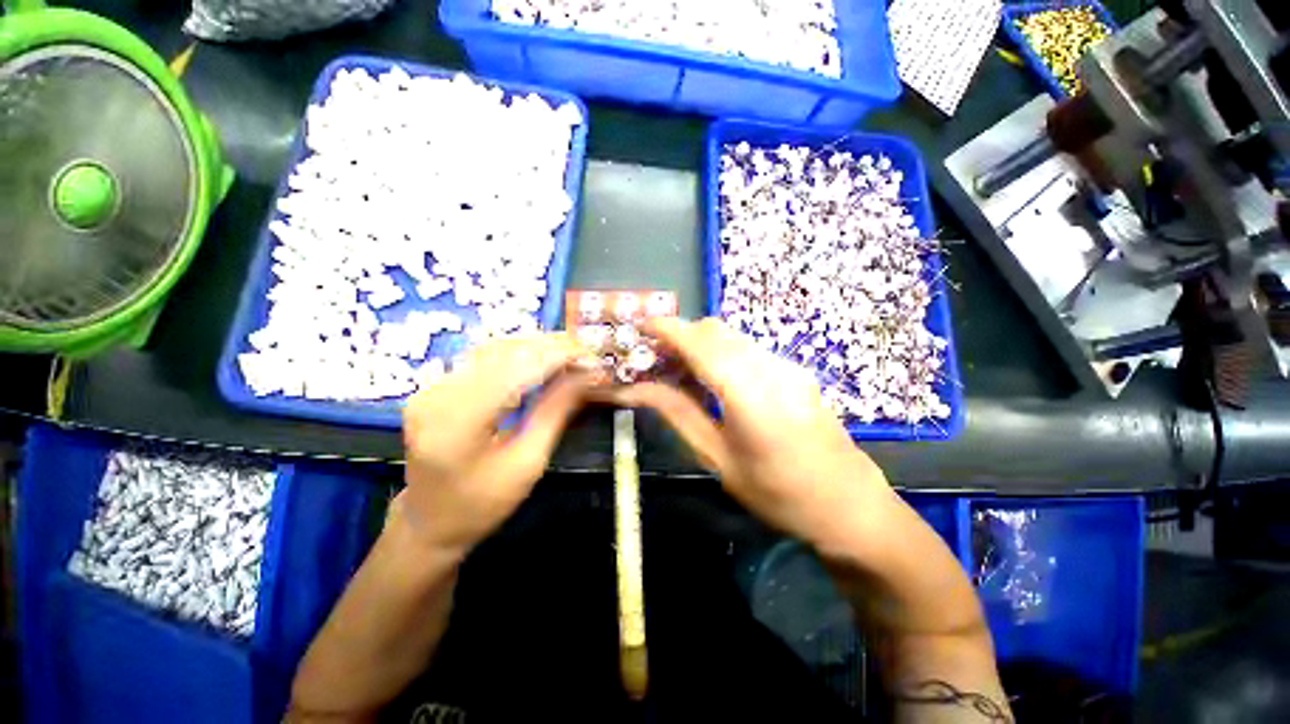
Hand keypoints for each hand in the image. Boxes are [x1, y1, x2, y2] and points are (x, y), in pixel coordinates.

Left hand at [401, 333, 592, 554]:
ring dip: (537, 346)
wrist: (430, 523)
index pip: (516, 369)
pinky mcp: (436, 385)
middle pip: (504, 351)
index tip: (594, 356)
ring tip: (571, 353)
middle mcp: (438, 394)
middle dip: (551, 346)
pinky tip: (542, 357)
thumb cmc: (483, 504)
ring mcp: (432, 387)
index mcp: (457, 423)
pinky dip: (519, 353)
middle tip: (587, 352)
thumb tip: (588, 375)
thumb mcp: (528, 463)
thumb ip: (556, 411)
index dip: (558, 356)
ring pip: (494, 348)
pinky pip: (484, 357)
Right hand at [614, 318, 895, 543]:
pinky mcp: (795, 370)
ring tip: (679, 368)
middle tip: (655, 357)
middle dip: (681, 334)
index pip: (700, 344)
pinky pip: (748, 348)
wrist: (849, 505)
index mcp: (749, 394)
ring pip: (732, 336)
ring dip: (701, 343)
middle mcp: (771, 368)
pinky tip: (713, 379)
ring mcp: (787, 366)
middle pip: (716, 330)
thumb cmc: (778, 493)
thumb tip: (637, 389)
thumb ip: (678, 414)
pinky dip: (721, 352)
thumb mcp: (718, 459)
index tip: (641, 326)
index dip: (667, 329)